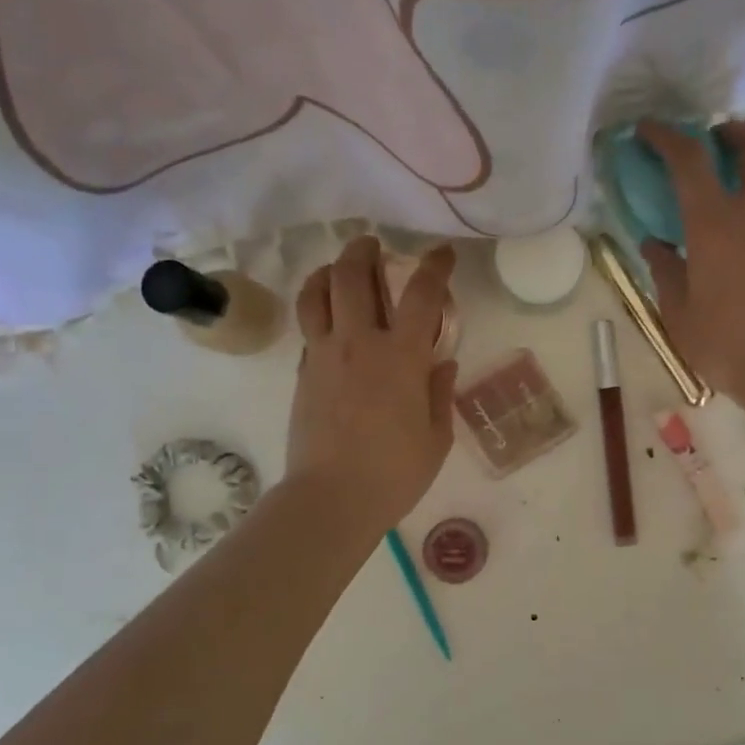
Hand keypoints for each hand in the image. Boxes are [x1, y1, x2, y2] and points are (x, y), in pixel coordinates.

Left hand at [288, 237, 457, 530]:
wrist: (332, 499)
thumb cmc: (394, 474)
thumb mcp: (435, 438)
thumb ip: (439, 393)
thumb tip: (442, 363)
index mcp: (402, 358)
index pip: (422, 295)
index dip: (435, 266)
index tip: (442, 253)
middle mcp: (359, 344)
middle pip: (352, 276)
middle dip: (364, 251)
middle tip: (373, 245)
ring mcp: (324, 356)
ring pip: (317, 294)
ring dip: (328, 271)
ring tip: (338, 268)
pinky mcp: (302, 373)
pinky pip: (308, 329)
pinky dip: (318, 312)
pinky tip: (328, 321)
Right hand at [638, 121, 744, 417]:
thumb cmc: (727, 345)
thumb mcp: (679, 314)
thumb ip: (666, 271)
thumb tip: (655, 244)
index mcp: (717, 225)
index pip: (691, 160)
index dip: (667, 136)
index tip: (648, 129)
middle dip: (734, 132)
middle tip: (711, 143)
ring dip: (744, 183)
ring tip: (715, 218)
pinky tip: (738, 260)